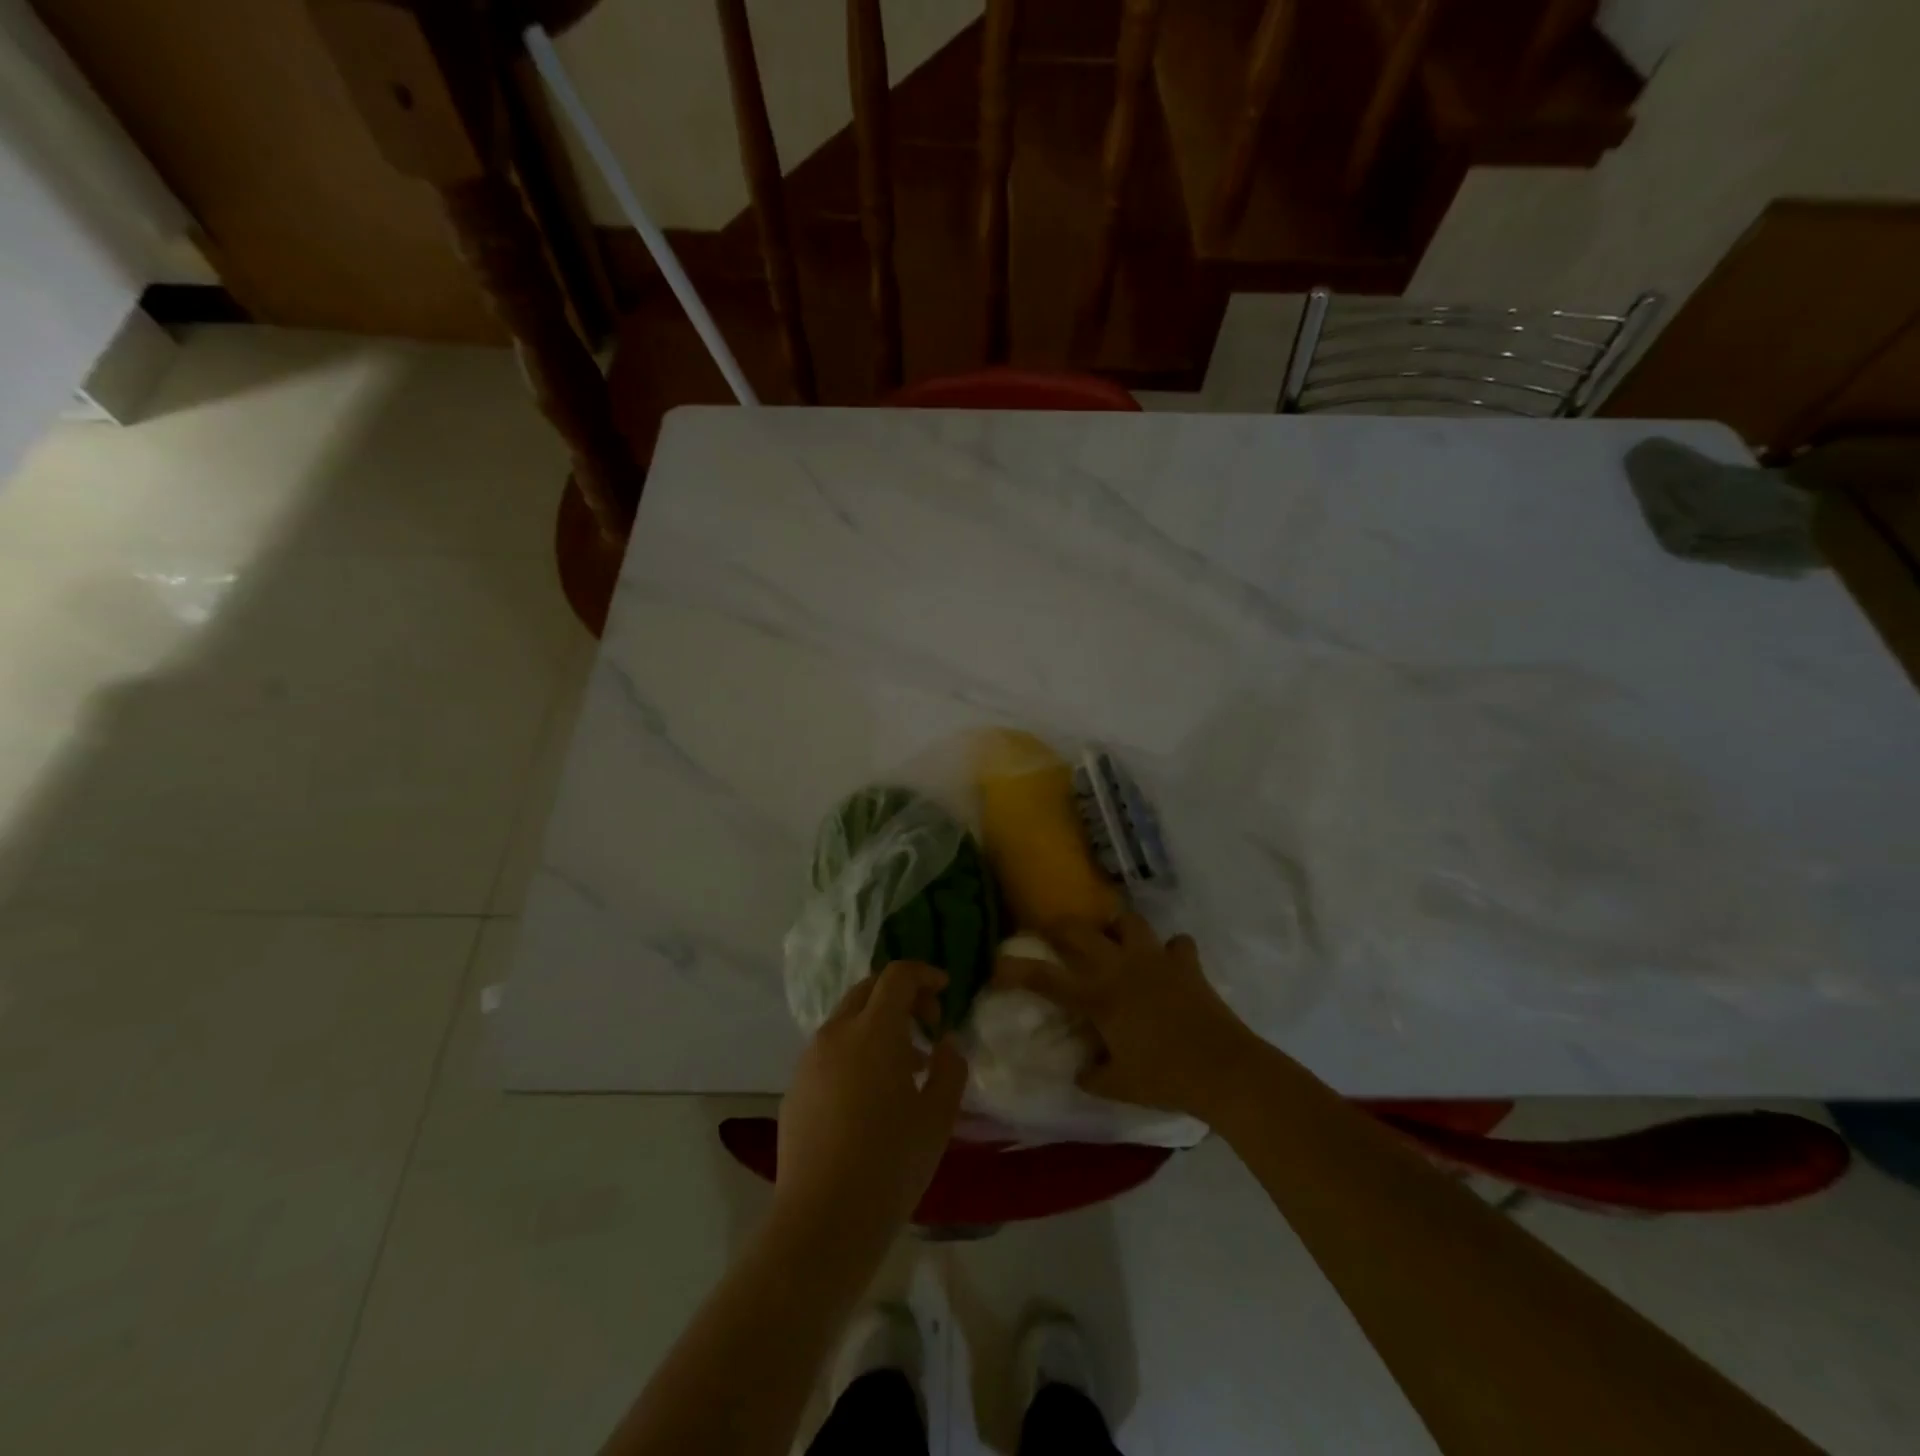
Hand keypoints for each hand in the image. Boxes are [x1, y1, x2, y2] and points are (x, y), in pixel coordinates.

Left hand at [774, 962, 967, 1248]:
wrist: (823, 1220)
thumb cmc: (891, 1162)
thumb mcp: (938, 1116)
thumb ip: (950, 1068)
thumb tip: (944, 1044)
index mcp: (874, 1030)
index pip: (898, 976)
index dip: (925, 974)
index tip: (945, 991)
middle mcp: (836, 1033)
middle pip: (868, 990)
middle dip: (901, 996)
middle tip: (928, 1024)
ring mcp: (809, 1060)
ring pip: (847, 1021)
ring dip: (878, 1026)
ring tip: (905, 1067)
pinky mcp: (794, 1088)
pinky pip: (830, 1052)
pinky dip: (855, 1052)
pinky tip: (870, 1096)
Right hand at [998, 914, 1259, 1118]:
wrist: (1224, 1070)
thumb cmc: (1165, 1078)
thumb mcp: (1118, 1086)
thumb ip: (1091, 1075)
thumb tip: (1081, 1069)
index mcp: (1099, 996)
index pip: (1046, 978)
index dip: (1017, 970)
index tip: (997, 963)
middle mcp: (1121, 967)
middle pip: (1080, 931)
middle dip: (1059, 927)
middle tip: (1051, 933)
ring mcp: (1156, 959)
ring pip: (1128, 922)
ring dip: (1117, 928)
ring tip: (1114, 941)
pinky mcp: (1186, 964)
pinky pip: (1177, 945)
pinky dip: (1171, 951)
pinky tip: (1168, 963)